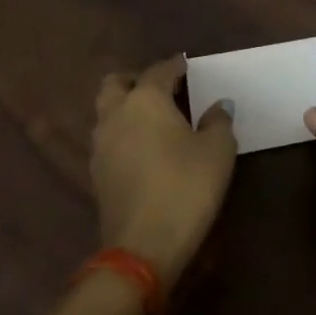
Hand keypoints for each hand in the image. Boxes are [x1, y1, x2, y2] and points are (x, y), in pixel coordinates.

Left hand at [92, 55, 236, 288]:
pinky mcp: (96, 176)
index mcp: (146, 99)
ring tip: (153, 119)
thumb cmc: (186, 187)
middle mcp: (117, 115)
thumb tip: (218, 106)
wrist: (142, 248)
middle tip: (161, 88)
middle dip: (135, 80)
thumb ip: (218, 121)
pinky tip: (144, 148)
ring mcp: (101, 146)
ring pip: (107, 112)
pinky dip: (123, 135)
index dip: (176, 65)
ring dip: (126, 108)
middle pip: (116, 84)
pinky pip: (108, 140)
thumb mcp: (218, 150)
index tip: (187, 65)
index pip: (159, 70)